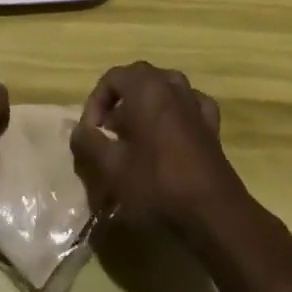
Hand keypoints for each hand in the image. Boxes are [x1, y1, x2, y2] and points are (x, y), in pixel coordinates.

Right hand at [70, 62, 242, 236]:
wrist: (213, 213)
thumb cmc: (157, 184)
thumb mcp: (111, 168)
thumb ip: (89, 143)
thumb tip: (78, 131)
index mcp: (146, 87)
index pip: (112, 78)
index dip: (95, 103)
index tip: (91, 133)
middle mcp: (172, 85)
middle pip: (138, 80)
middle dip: (118, 103)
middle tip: (109, 134)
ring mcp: (195, 103)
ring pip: (164, 90)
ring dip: (146, 106)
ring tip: (136, 135)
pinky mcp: (211, 125)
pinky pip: (188, 107)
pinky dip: (175, 114)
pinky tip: (170, 135)